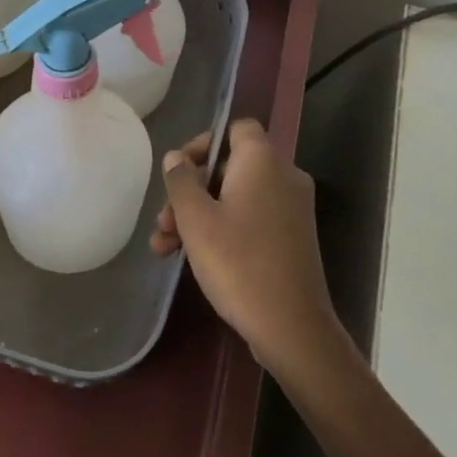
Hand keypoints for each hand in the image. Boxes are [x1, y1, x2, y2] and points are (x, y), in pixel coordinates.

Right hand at [152, 119, 344, 377]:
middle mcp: (283, 176)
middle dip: (191, 192)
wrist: (292, 328)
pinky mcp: (292, 239)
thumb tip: (175, 158)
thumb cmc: (238, 263)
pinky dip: (223, 230)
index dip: (203, 143)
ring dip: (200, 216)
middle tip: (164, 222)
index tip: (179, 172)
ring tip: (165, 248)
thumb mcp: (196, 220)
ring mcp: (292, 209)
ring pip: (236, 198)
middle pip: (229, 167)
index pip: (235, 128)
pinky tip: (190, 259)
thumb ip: (181, 181)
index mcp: (263, 161)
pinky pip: (252, 219)